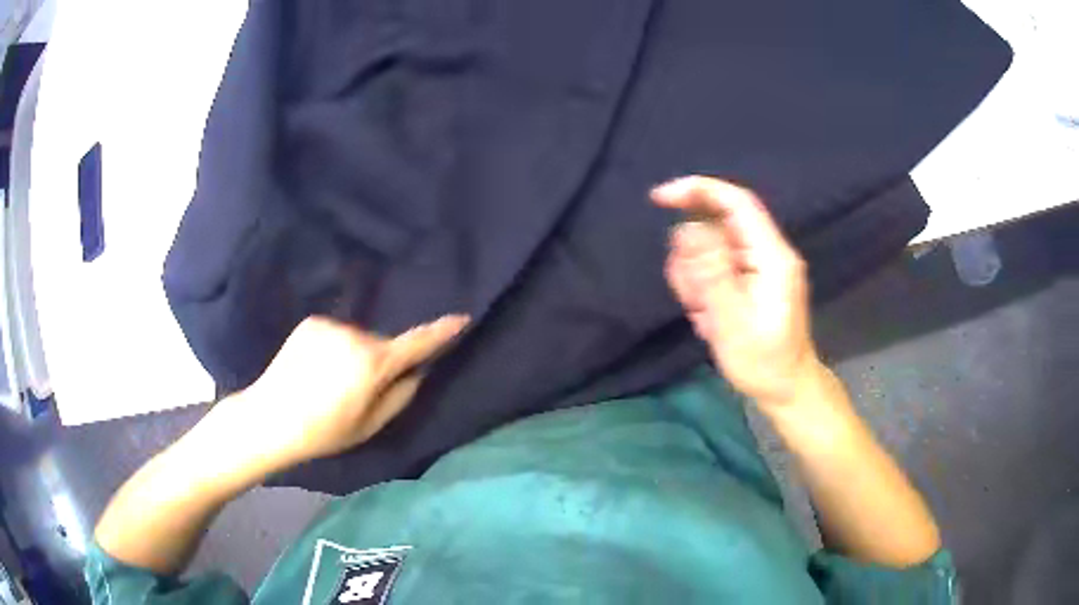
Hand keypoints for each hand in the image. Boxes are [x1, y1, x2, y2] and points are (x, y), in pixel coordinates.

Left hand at [206, 314, 468, 471]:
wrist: (270, 417)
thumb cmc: (324, 431)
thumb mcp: (369, 426)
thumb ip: (400, 397)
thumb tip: (416, 373)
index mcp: (372, 363)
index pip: (416, 343)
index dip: (441, 332)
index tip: (462, 318)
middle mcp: (354, 335)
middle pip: (382, 344)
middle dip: (381, 362)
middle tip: (361, 391)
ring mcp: (330, 325)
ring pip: (358, 339)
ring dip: (356, 355)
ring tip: (332, 382)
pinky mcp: (311, 323)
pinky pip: (336, 335)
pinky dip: (335, 348)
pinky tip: (315, 369)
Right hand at [652, 176, 822, 406]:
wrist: (786, 388)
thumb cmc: (763, 361)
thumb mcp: (732, 322)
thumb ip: (711, 272)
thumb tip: (687, 228)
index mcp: (771, 255)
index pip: (736, 202)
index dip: (698, 190)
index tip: (659, 198)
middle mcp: (768, 251)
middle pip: (718, 225)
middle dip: (692, 255)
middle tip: (692, 298)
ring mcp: (760, 264)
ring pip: (712, 246)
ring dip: (695, 275)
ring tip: (703, 313)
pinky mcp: (752, 277)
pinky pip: (717, 265)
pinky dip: (702, 286)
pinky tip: (708, 314)